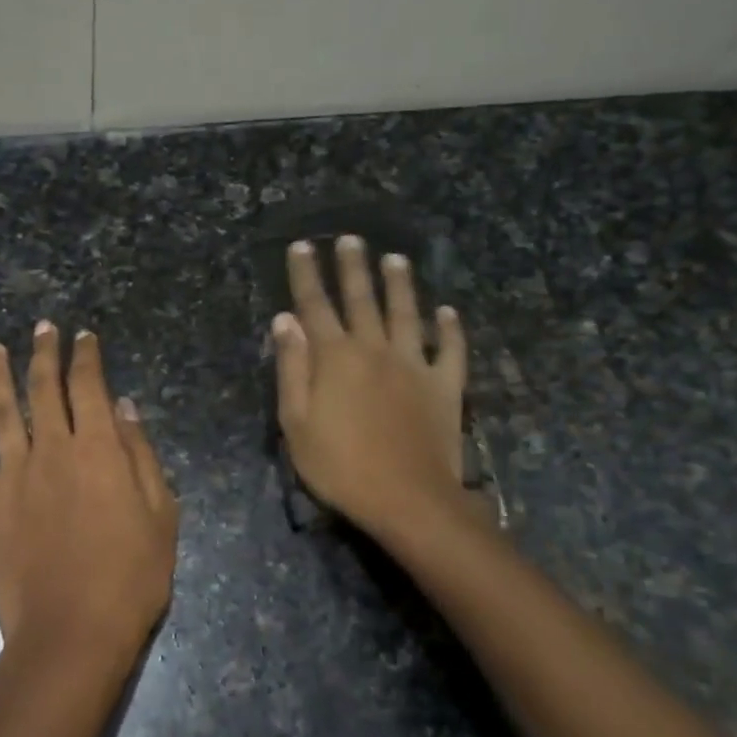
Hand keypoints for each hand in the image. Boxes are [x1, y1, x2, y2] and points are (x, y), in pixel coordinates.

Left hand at [0, 322, 177, 682]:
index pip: (89, 385)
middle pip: (43, 388)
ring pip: (1, 411)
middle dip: (44, 353)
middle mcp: (51, 449)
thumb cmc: (130, 577)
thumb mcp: (161, 513)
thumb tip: (123, 406)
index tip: (83, 335)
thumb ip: (140, 454)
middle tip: (42, 326)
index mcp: (97, 448)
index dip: (86, 356)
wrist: (72, 634)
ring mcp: (12, 475)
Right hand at [271, 237, 469, 543]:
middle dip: (352, 266)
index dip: (306, 274)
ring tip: (395, 258)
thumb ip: (291, 367)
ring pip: (407, 313)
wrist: (407, 498)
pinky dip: (451, 329)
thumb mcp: (296, 422)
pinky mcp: (445, 385)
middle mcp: (374, 349)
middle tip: (350, 238)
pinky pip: (451, 350)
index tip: (302, 245)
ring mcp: (414, 364)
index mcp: (334, 357)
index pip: (315, 305)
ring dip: (400, 284)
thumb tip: (285, 320)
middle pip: (361, 299)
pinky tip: (449, 312)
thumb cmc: (340, 466)